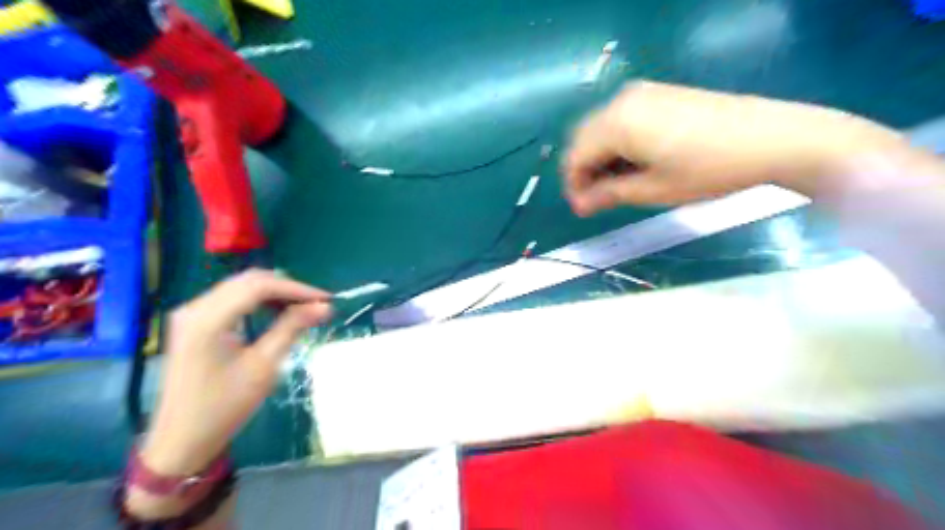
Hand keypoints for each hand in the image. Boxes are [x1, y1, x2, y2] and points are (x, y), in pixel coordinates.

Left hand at [139, 268, 330, 476]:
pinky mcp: (194, 321)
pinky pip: (232, 297)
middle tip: (316, 303)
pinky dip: (259, 300)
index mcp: (208, 319)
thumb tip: (324, 307)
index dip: (296, 288)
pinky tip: (277, 311)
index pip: (259, 286)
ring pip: (241, 286)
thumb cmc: (225, 406)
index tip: (326, 299)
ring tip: (303, 307)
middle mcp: (195, 308)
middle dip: (287, 288)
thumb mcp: (265, 366)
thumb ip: (292, 328)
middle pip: (249, 281)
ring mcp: (191, 313)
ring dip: (275, 292)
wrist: (182, 439)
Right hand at [560, 79, 906, 214]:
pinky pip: (622, 119)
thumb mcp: (653, 190)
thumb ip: (608, 195)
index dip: (574, 186)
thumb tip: (579, 205)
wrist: (772, 139)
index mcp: (617, 124)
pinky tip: (635, 162)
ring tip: (618, 185)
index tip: (582, 210)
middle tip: (597, 200)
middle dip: (584, 171)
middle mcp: (622, 101)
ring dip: (600, 157)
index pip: (576, 156)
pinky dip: (618, 143)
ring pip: (601, 129)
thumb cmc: (707, 171)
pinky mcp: (659, 94)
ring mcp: (642, 93)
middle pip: (584, 138)